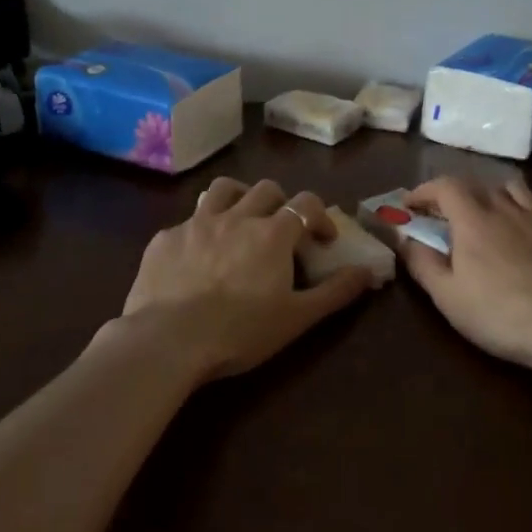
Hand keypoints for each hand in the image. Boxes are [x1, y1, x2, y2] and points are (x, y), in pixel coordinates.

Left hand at [112, 178, 376, 380]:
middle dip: (281, 203)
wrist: (168, 341)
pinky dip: (200, 231)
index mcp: (273, 233)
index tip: (323, 240)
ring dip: (239, 197)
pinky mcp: (165, 238)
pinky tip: (196, 256)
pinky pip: (187, 221)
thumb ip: (335, 291)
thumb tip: (367, 271)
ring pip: (223, 189)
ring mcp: (197, 223)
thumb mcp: (297, 318)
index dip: (320, 217)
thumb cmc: (241, 332)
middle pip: (266, 189)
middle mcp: (237, 217)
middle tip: (282, 230)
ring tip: (240, 220)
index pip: (307, 203)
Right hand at [398, 176, 531, 375]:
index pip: (444, 186)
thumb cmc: (499, 315)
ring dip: (497, 195)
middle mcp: (505, 209)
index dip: (424, 190)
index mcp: (473, 221)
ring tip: (492, 216)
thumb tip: (404, 238)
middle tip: (447, 216)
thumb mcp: (447, 297)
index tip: (411, 205)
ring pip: (515, 189)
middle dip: (456, 194)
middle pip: (478, 185)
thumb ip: (422, 263)